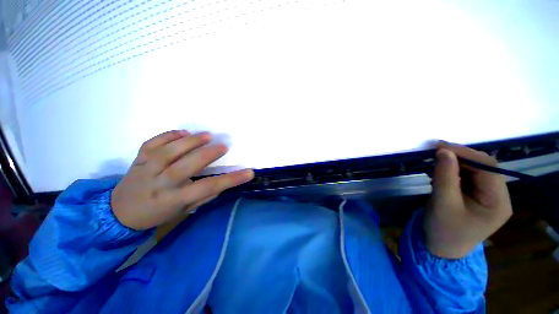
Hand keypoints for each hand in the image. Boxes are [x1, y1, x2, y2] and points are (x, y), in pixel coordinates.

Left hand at [111, 130, 253, 229]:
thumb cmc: (156, 214)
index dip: (230, 180)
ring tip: (207, 135)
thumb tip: (222, 183)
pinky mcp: (138, 159)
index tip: (249, 173)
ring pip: (168, 151)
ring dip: (190, 141)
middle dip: (208, 154)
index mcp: (173, 200)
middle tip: (223, 147)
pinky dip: (168, 135)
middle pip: (186, 166)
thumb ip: (203, 196)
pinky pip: (152, 143)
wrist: (118, 212)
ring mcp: (146, 169)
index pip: (208, 187)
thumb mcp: (182, 212)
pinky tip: (182, 133)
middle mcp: (160, 184)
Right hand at [424, 142, 512, 258]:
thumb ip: (445, 176)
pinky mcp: (476, 195)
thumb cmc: (443, 230)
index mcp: (498, 202)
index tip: (439, 147)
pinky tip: (438, 175)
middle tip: (434, 153)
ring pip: (474, 170)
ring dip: (453, 165)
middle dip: (459, 158)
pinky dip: (451, 172)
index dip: (465, 153)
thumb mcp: (443, 203)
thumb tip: (444, 151)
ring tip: (433, 168)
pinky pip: (466, 176)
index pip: (488, 168)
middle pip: (483, 167)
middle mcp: (498, 196)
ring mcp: (488, 196)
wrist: (440, 248)